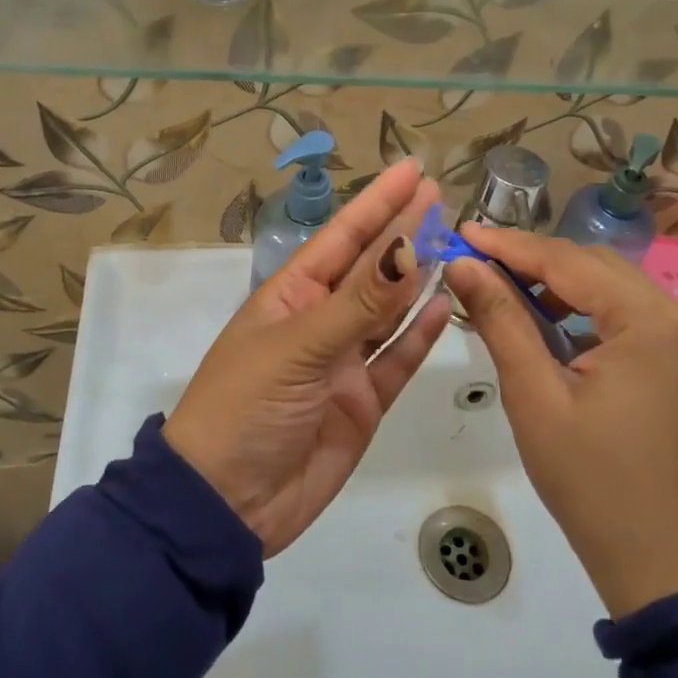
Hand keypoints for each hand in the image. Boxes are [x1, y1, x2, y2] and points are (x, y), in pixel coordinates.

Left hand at [164, 159, 452, 556]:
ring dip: (417, 277)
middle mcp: (320, 320)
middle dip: (402, 230)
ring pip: (389, 310)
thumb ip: (359, 302)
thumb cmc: (245, 407)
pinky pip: (396, 359)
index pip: (343, 236)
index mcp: (292, 295)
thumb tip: (405, 247)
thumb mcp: (299, 347)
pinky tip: (444, 305)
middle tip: (441, 196)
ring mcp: (344, 362)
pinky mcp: (363, 402)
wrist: (225, 505)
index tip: (413, 171)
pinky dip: (420, 334)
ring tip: (452, 243)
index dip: (378, 202)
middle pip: (370, 267)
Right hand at [446, 226, 677, 618]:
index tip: (464, 231)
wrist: (664, 568)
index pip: (569, 262)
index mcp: (652, 322)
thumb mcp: (535, 397)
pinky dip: (591, 313)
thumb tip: (462, 265)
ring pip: (616, 289)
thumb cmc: (592, 483)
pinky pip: (634, 317)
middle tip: (479, 263)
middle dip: (536, 262)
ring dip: (563, 285)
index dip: (511, 245)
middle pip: (597, 267)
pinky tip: (555, 327)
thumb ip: (500, 319)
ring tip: (509, 293)